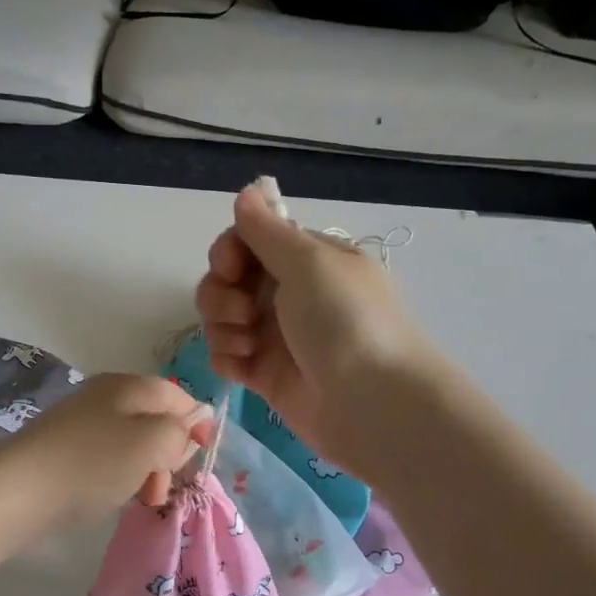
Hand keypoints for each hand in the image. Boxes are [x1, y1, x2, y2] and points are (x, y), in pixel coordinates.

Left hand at [2, 373, 212, 523]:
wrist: (18, 490)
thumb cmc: (92, 463)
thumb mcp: (150, 443)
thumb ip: (178, 432)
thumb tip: (183, 430)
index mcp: (129, 385)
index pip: (177, 394)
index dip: (196, 421)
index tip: (202, 455)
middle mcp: (105, 396)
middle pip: (155, 419)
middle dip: (169, 453)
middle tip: (163, 485)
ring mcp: (82, 422)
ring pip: (132, 442)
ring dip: (146, 470)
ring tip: (141, 498)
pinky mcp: (65, 448)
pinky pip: (107, 457)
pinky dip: (119, 476)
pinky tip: (112, 496)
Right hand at [195, 186, 439, 478]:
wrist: (373, 405)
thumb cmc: (346, 322)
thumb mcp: (310, 264)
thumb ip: (268, 231)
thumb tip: (248, 191)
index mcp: (308, 260)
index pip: (251, 241)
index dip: (231, 251)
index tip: (230, 266)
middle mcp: (291, 294)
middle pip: (229, 280)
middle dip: (221, 292)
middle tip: (242, 311)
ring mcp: (277, 336)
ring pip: (223, 318)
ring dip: (223, 326)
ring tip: (247, 344)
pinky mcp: (266, 375)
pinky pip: (228, 356)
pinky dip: (227, 357)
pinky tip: (241, 366)